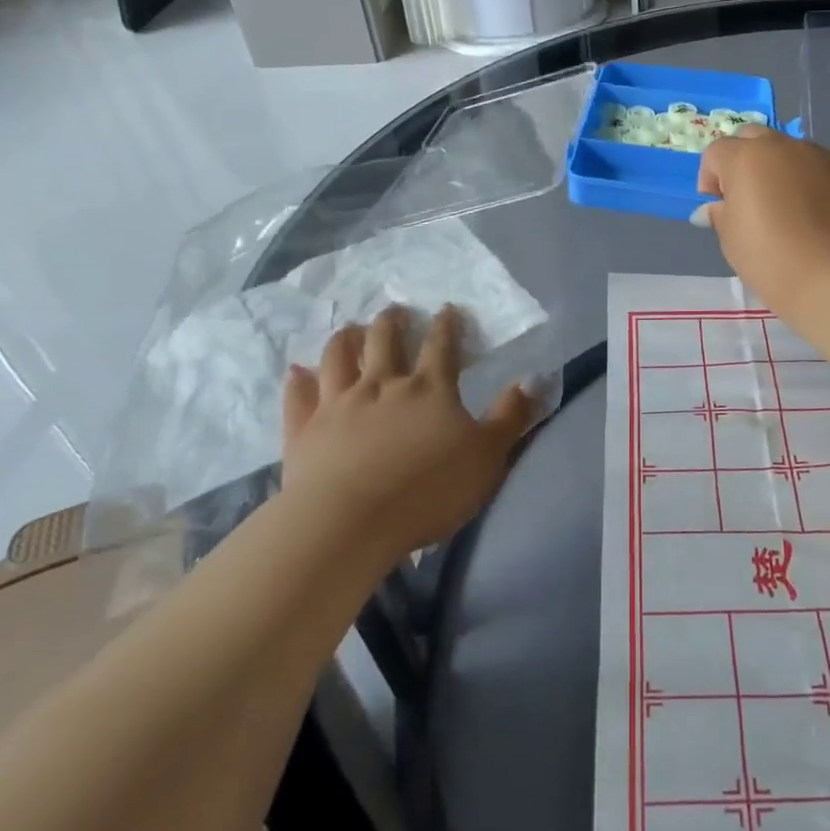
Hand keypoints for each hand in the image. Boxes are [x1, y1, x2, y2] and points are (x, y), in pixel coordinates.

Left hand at [280, 305, 536, 564]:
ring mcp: (338, 404)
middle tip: (394, 310)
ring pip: (339, 358)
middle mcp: (382, 385)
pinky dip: (298, 380)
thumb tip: (532, 378)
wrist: (350, 521)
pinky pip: (299, 396)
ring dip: (346, 339)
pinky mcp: (304, 430)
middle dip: (392, 322)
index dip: (446, 326)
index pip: (441, 347)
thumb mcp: (487, 456)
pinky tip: (297, 370)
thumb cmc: (428, 490)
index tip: (447, 309)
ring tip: (351, 329)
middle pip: (385, 342)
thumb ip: (511, 416)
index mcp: (429, 389)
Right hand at [696, 127, 829, 314]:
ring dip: (781, 170)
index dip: (711, 178)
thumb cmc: (768, 258)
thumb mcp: (730, 239)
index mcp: (746, 158)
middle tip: (749, 197)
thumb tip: (719, 207)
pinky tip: (817, 216)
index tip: (718, 206)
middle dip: (745, 160)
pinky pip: (821, 169)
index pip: (717, 152)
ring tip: (788, 208)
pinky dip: (812, 183)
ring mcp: (821, 156)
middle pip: (754, 138)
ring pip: (791, 152)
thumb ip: (721, 213)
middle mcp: (783, 146)